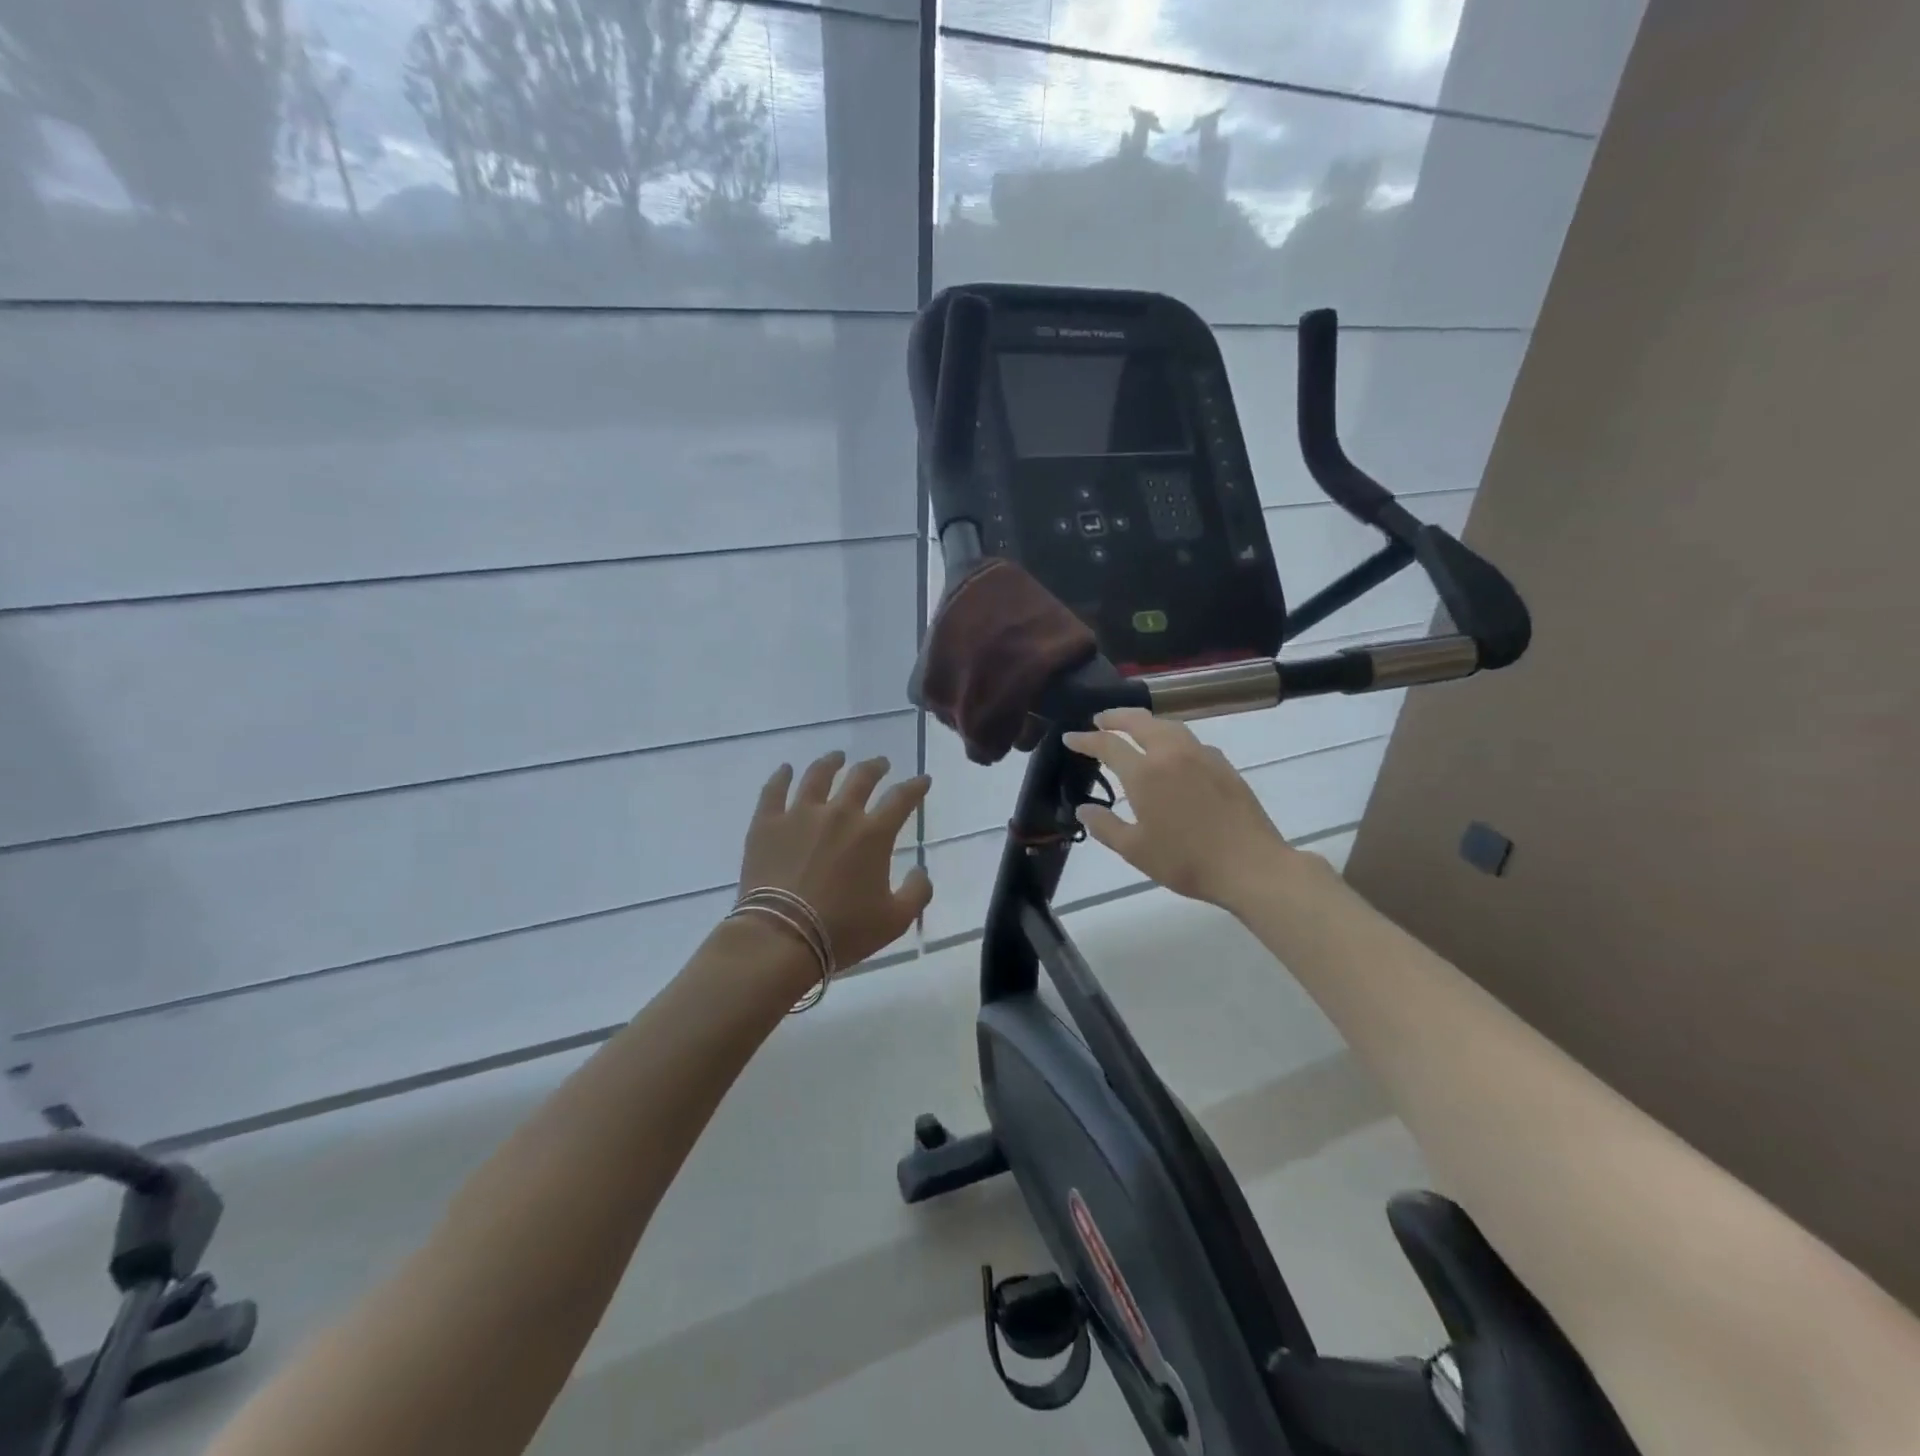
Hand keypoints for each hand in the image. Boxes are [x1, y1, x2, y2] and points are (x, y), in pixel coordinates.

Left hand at [738, 752, 933, 967]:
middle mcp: (839, 814)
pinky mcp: (767, 824)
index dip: (916, 787)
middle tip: (881, 764)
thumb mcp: (895, 920)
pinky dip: (781, 776)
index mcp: (873, 833)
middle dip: (876, 767)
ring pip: (818, 776)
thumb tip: (921, 871)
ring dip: (831, 763)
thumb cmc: (843, 930)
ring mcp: (800, 814)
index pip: (902, 799)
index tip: (923, 780)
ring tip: (837, 757)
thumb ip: (917, 892)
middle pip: (861, 778)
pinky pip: (774, 791)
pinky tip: (785, 769)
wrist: (782, 937)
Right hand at [1062, 709, 1291, 907]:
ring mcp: (1201, 755)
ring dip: (1144, 722)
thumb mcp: (1135, 850)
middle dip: (1115, 717)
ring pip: (1167, 725)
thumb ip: (1105, 826)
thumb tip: (1083, 809)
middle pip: (1139, 721)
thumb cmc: (1186, 861)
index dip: (1085, 739)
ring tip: (1133, 728)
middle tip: (1100, 720)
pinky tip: (1171, 752)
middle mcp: (1171, 753)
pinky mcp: (1222, 763)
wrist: (1250, 865)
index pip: (1107, 744)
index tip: (1070, 737)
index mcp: (1144, 773)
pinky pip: (1189, 739)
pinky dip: (1170, 736)